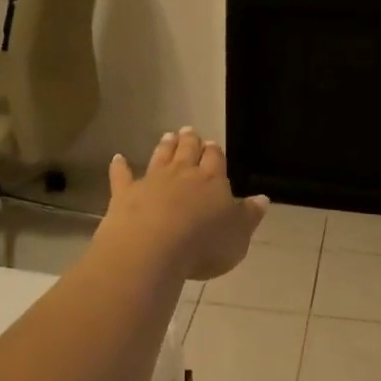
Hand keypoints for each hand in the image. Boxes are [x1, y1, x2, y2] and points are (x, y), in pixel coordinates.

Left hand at [99, 127, 268, 281]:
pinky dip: (120, 166)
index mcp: (213, 181)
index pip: (216, 159)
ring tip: (168, 136)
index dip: (215, 152)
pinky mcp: (125, 194)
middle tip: (190, 131)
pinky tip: (118, 158)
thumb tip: (262, 199)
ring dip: (165, 147)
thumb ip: (249, 216)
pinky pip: (122, 176)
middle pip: (187, 152)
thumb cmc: (203, 245)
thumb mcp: (238, 236)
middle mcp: (182, 174)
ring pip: (160, 158)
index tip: (213, 144)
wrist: (152, 249)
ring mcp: (152, 182)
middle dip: (190, 142)